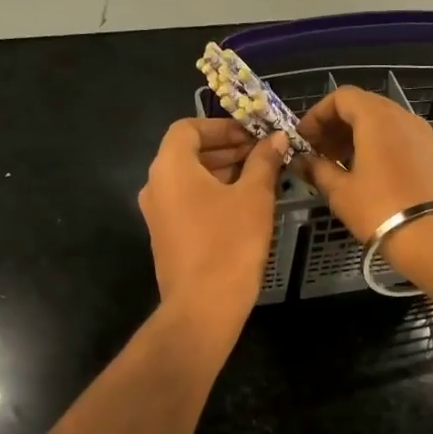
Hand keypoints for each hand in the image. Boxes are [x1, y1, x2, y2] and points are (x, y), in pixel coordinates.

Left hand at [137, 118, 286, 354]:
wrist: (203, 307)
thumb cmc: (229, 243)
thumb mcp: (254, 196)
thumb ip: (264, 161)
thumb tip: (277, 138)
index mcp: (170, 167)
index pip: (189, 128)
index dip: (222, 126)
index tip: (253, 135)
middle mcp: (155, 185)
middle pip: (188, 152)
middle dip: (227, 149)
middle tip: (263, 154)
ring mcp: (157, 213)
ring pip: (189, 179)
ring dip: (222, 172)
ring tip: (260, 178)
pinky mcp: (166, 237)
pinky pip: (188, 202)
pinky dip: (212, 194)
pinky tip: (244, 206)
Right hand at [296, 86, 432, 240]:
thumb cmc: (381, 210)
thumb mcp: (341, 192)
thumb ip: (317, 170)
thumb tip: (300, 161)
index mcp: (377, 118)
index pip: (341, 97)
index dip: (317, 115)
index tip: (303, 140)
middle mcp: (402, 117)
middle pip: (362, 106)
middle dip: (335, 126)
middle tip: (317, 153)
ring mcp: (421, 134)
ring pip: (381, 123)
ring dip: (355, 136)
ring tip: (337, 165)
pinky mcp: (432, 154)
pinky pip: (397, 138)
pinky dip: (376, 146)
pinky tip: (364, 174)